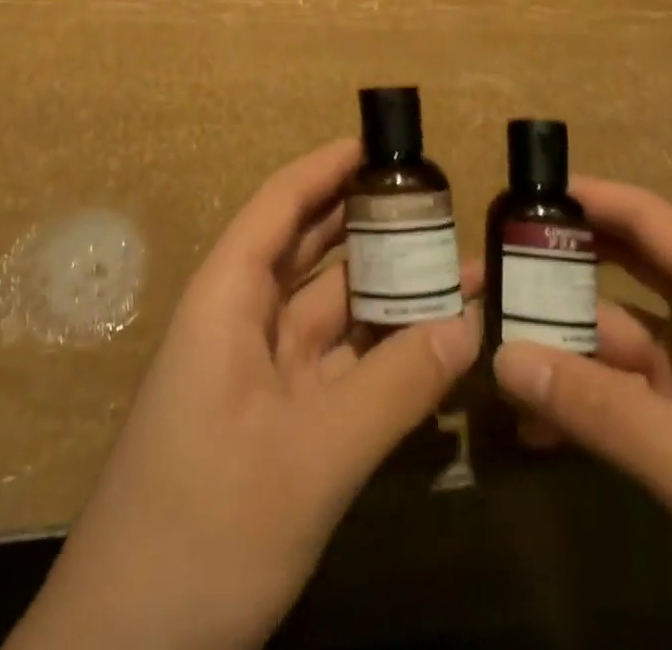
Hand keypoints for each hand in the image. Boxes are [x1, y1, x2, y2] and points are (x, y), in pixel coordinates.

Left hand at [6, 139, 480, 649]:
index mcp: (228, 298)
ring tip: (459, 269)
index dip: (329, 167)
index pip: (281, 204)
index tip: (386, 145)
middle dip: (372, 225)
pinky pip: (339, 367)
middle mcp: (244, 321)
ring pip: (332, 312)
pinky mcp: (279, 423)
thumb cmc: (203, 527)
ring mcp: (261, 375)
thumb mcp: (308, 457)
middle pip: (312, 250)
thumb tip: (468, 325)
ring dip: (389, 292)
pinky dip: (382, 353)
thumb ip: (392, 388)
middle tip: (442, 206)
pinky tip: (434, 347)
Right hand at [493, 179, 671, 649]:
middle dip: (555, 270)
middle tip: (483, 271)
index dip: (585, 196)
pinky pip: (625, 400)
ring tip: (490, 357)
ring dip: (559, 350)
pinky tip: (532, 430)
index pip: (648, 220)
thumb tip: (500, 357)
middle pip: (621, 274)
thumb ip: (599, 413)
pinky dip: (581, 406)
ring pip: (615, 343)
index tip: (515, 193)